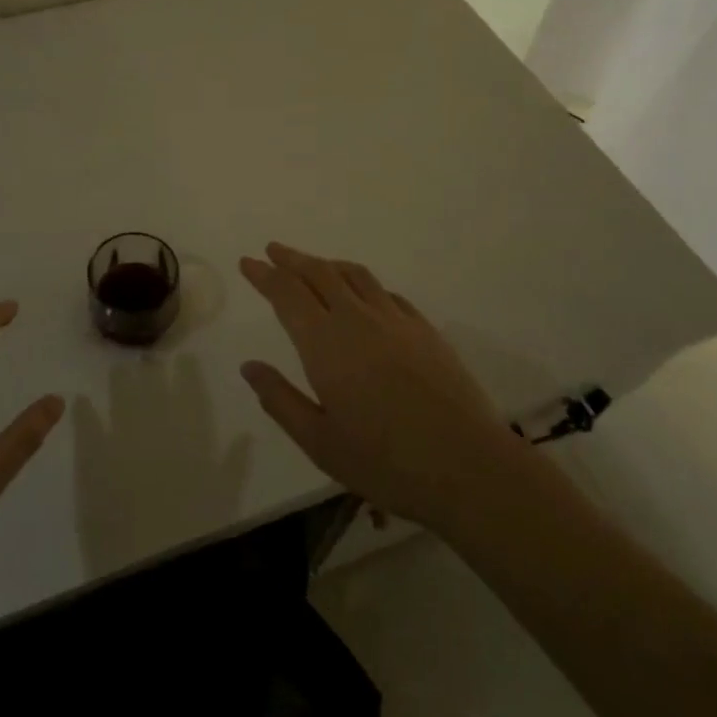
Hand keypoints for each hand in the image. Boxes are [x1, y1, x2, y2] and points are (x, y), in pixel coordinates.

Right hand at [238, 244, 527, 534]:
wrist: (468, 466)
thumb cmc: (385, 462)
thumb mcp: (319, 442)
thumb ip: (280, 399)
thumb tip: (250, 366)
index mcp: (325, 343)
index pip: (287, 293)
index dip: (265, 275)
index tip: (248, 262)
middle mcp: (357, 319)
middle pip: (319, 273)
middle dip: (292, 259)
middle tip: (273, 250)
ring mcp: (396, 320)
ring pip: (355, 275)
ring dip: (328, 264)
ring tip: (313, 264)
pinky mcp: (425, 330)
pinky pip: (386, 293)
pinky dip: (364, 284)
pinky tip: (364, 295)